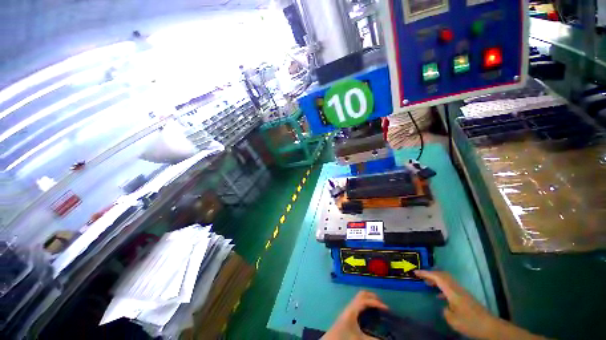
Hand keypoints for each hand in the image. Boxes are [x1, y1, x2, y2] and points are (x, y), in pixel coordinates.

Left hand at [323, 291, 387, 339]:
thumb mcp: (359, 339)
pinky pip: (359, 302)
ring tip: (379, 307)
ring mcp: (349, 307)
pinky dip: (367, 303)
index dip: (376, 302)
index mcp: (352, 309)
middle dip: (373, 297)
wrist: (331, 339)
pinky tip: (371, 312)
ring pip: (360, 297)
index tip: (387, 308)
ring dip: (370, 299)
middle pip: (363, 294)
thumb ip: (373, 339)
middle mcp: (350, 305)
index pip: (366, 300)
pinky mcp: (348, 312)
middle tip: (383, 305)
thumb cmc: (343, 337)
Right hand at [415, 270, 546, 339]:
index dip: (425, 273)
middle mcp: (457, 288)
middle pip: (442, 275)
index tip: (415, 272)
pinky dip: (442, 286)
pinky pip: (450, 286)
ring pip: (446, 280)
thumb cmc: (471, 323)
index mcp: (452, 291)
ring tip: (427, 284)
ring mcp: (462, 292)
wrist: (490, 327)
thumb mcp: (453, 320)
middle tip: (420, 276)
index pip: (437, 277)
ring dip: (436, 279)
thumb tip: (443, 306)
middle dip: (430, 273)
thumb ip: (445, 310)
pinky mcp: (465, 297)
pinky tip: (439, 296)